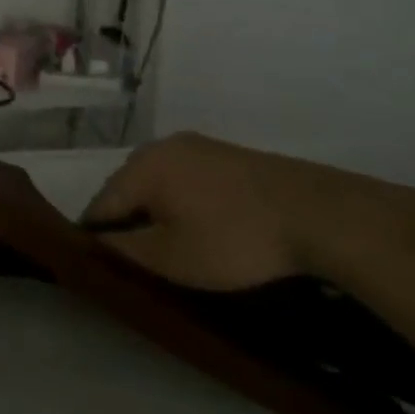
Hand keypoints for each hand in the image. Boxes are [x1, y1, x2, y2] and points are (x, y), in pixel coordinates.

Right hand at [82, 132, 414, 289]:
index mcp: (140, 166)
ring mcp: (197, 146)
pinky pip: (189, 180)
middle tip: (143, 261)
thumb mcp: (171, 258)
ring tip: (175, 247)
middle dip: (129, 222)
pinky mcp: (227, 155)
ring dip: (159, 212)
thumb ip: (123, 249)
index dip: (97, 238)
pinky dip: (186, 203)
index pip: (100, 205)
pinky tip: (205, 228)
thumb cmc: (234, 239)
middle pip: (128, 190)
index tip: (105, 267)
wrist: (319, 215)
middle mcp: (161, 147)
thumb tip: (95, 242)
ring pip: (160, 184)